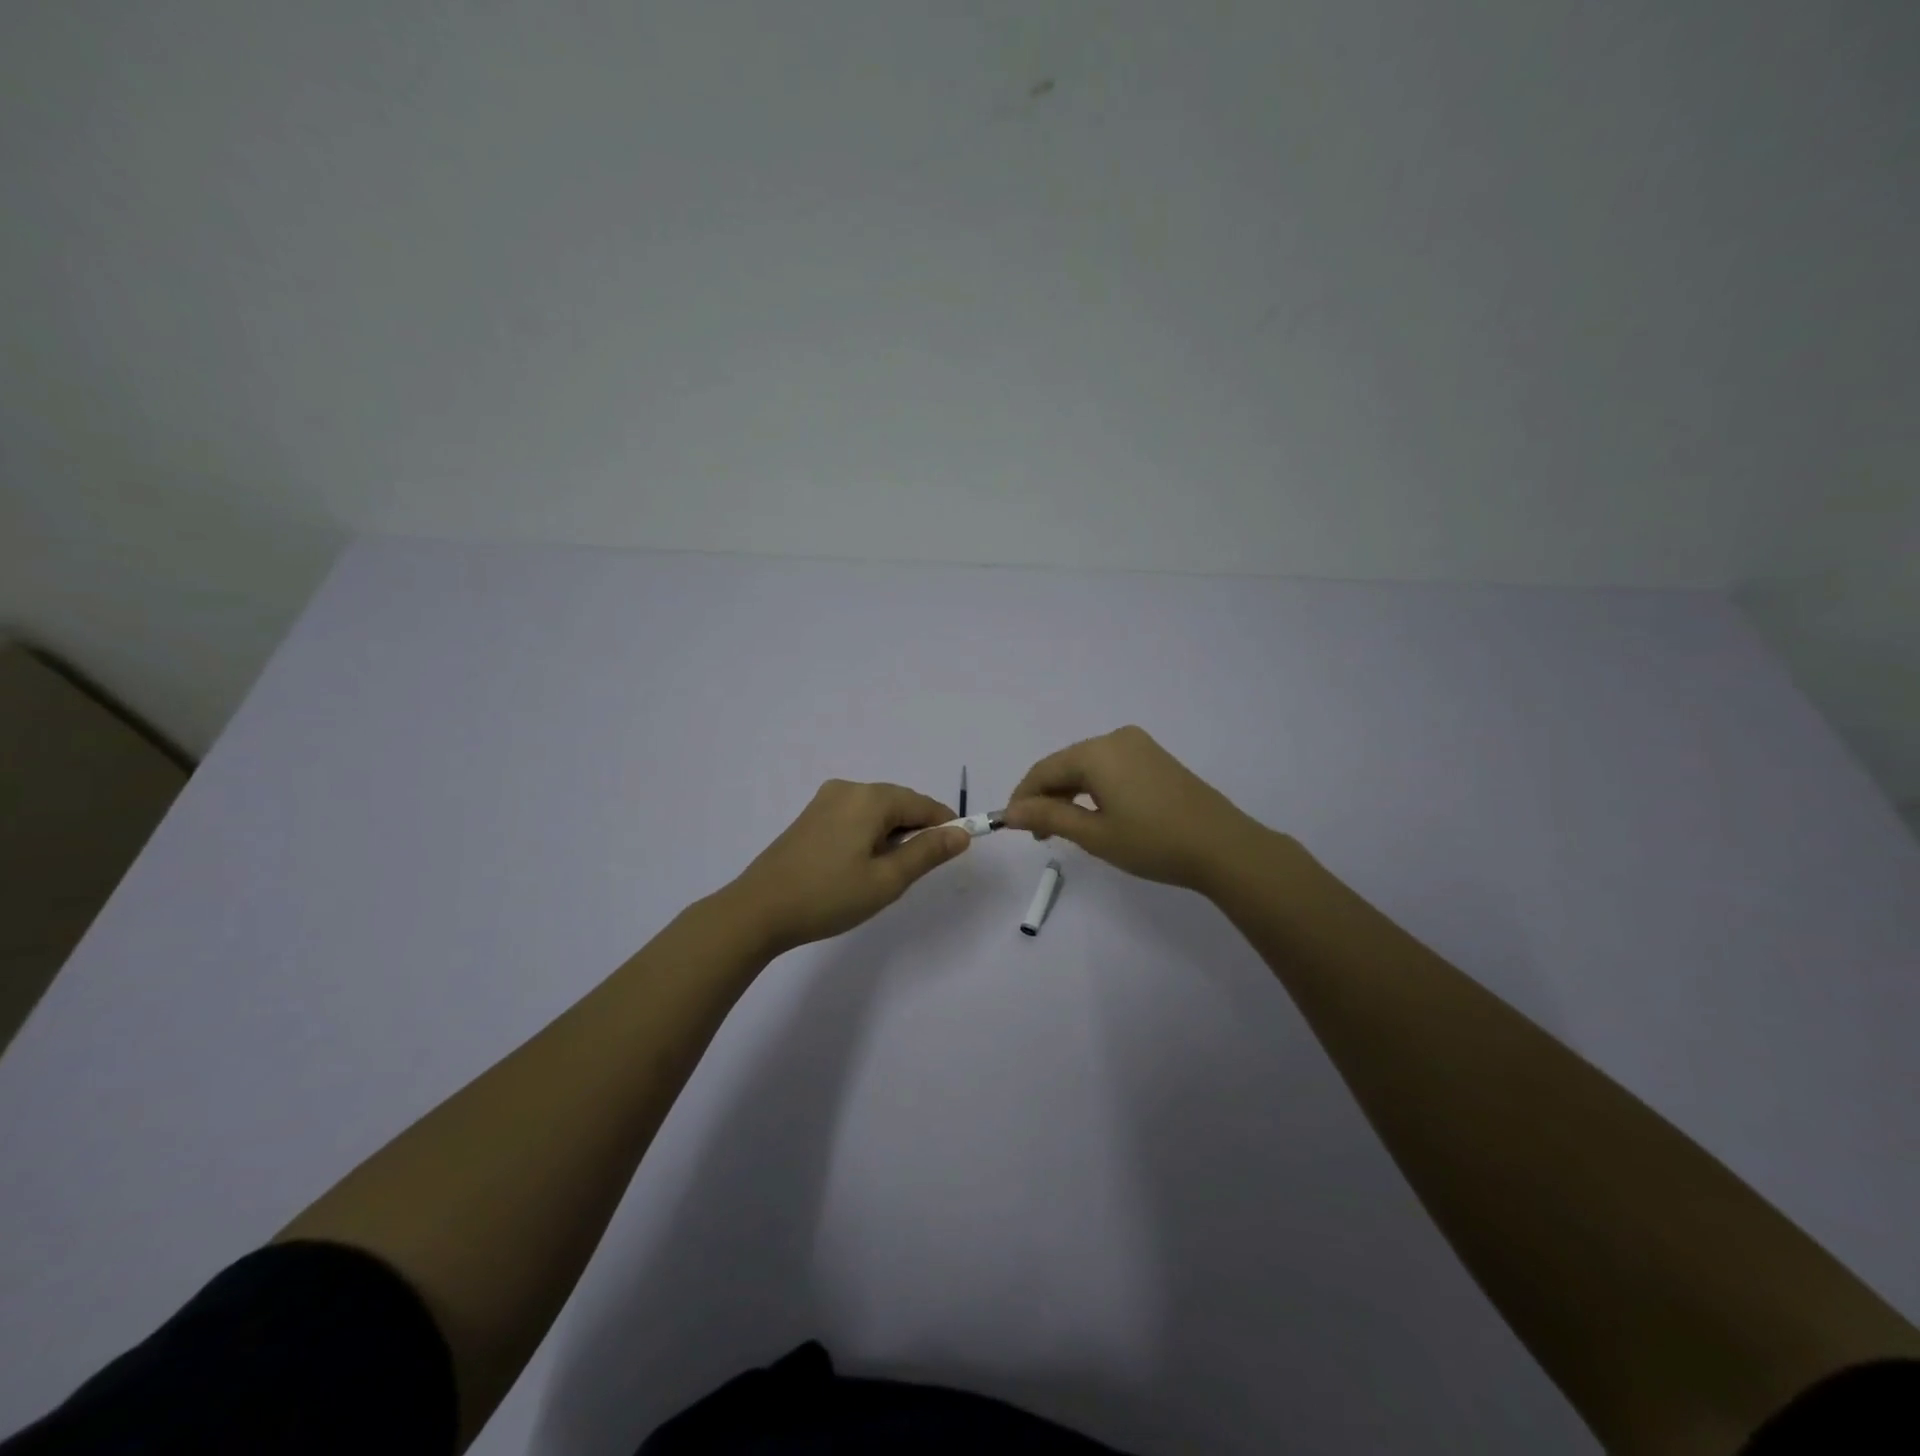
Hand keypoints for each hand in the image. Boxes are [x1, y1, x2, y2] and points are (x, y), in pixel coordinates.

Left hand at [723, 780, 969, 955]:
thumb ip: (927, 853)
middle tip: (917, 872)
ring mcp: (825, 800)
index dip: (945, 826)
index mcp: (870, 798)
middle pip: (899, 803)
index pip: (923, 804)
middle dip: (916, 831)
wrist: (758, 910)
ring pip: (876, 811)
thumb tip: (962, 833)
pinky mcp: (811, 816)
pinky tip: (860, 865)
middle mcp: (849, 789)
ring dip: (892, 835)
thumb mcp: (887, 880)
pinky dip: (869, 835)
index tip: (956, 852)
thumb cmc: (828, 896)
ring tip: (886, 874)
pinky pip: (855, 816)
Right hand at [1003, 725, 1266, 894]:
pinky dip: (1093, 788)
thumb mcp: (1095, 835)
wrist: (1224, 847)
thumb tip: (1010, 813)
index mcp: (1097, 752)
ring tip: (1063, 829)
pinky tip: (1094, 813)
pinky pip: (1110, 767)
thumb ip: (1049, 818)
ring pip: (1087, 766)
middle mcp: (1115, 738)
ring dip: (1069, 793)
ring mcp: (1139, 746)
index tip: (1010, 826)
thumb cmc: (1153, 842)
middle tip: (1038, 835)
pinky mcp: (1155, 758)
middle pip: (1065, 764)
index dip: (1023, 797)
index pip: (1044, 770)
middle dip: (1046, 796)